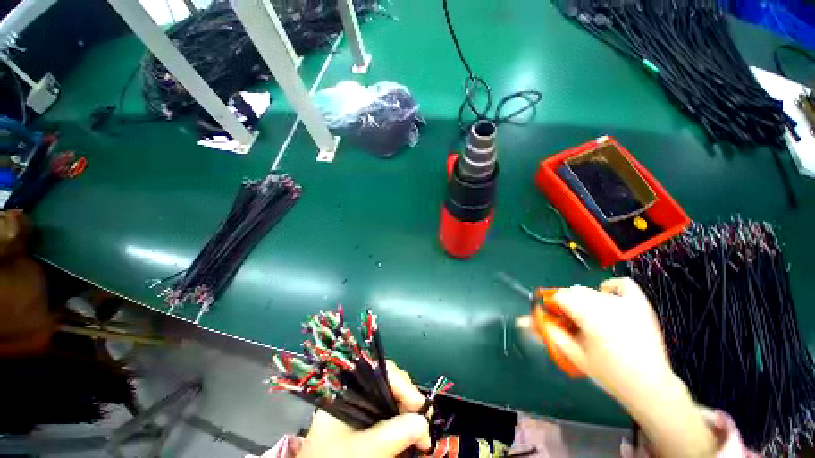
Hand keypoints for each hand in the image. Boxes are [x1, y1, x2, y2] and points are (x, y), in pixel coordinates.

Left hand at [297, 361, 430, 457]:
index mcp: (349, 389)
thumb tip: (423, 422)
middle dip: (410, 400)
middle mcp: (357, 391)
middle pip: (391, 382)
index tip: (421, 408)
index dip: (404, 385)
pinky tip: (410, 435)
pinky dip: (402, 423)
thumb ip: (392, 435)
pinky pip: (390, 413)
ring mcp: (362, 405)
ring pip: (393, 398)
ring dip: (409, 414)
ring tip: (420, 435)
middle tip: (423, 426)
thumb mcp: (362, 450)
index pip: (382, 372)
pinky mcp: (367, 419)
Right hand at [543, 277, 672, 406]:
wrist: (649, 385)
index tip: (555, 318)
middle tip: (572, 323)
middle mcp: (607, 305)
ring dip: (584, 301)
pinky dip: (610, 287)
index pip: (560, 297)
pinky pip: (622, 284)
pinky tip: (608, 298)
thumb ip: (548, 333)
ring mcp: (626, 303)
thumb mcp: (573, 355)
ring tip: (590, 320)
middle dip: (567, 305)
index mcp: (590, 317)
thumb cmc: (608, 374)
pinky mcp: (640, 304)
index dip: (553, 305)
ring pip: (591, 291)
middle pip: (574, 292)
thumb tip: (522, 321)